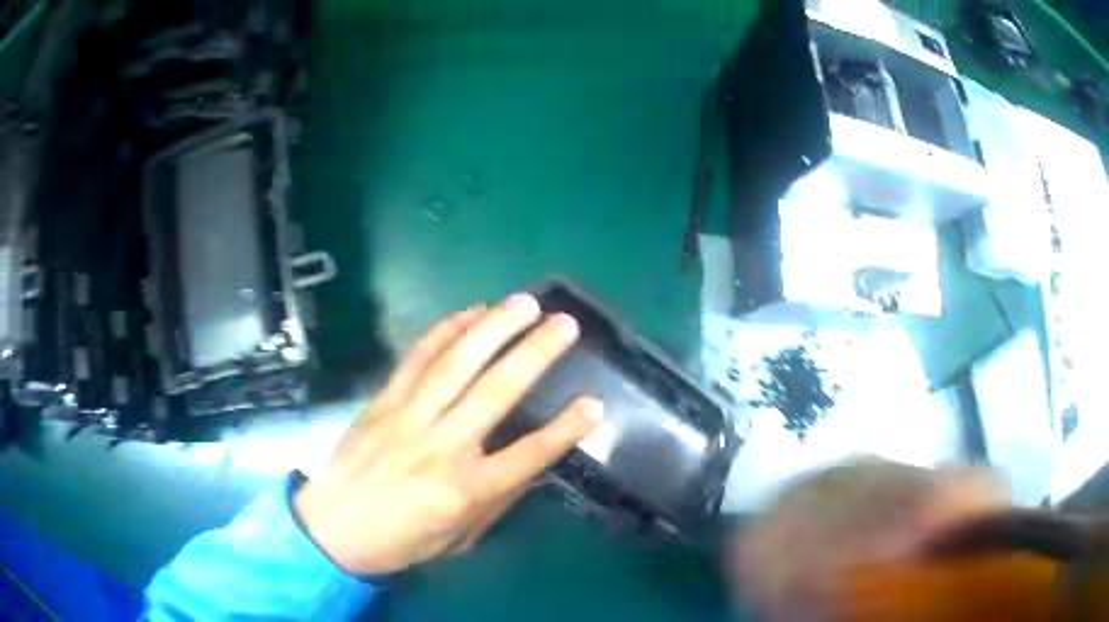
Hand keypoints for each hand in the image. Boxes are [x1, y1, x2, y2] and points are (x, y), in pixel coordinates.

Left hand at [294, 293, 602, 574]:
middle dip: (535, 353)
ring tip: (525, 302)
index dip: (566, 429)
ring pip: (457, 363)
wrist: (332, 528)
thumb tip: (532, 464)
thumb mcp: (460, 538)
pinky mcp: (384, 400)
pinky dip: (444, 331)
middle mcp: (441, 445)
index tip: (594, 404)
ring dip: (494, 328)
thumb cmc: (401, 542)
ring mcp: (409, 416)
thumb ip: (498, 500)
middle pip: (496, 391)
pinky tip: (469, 312)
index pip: (529, 454)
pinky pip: (417, 358)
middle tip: (564, 324)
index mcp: (465, 489)